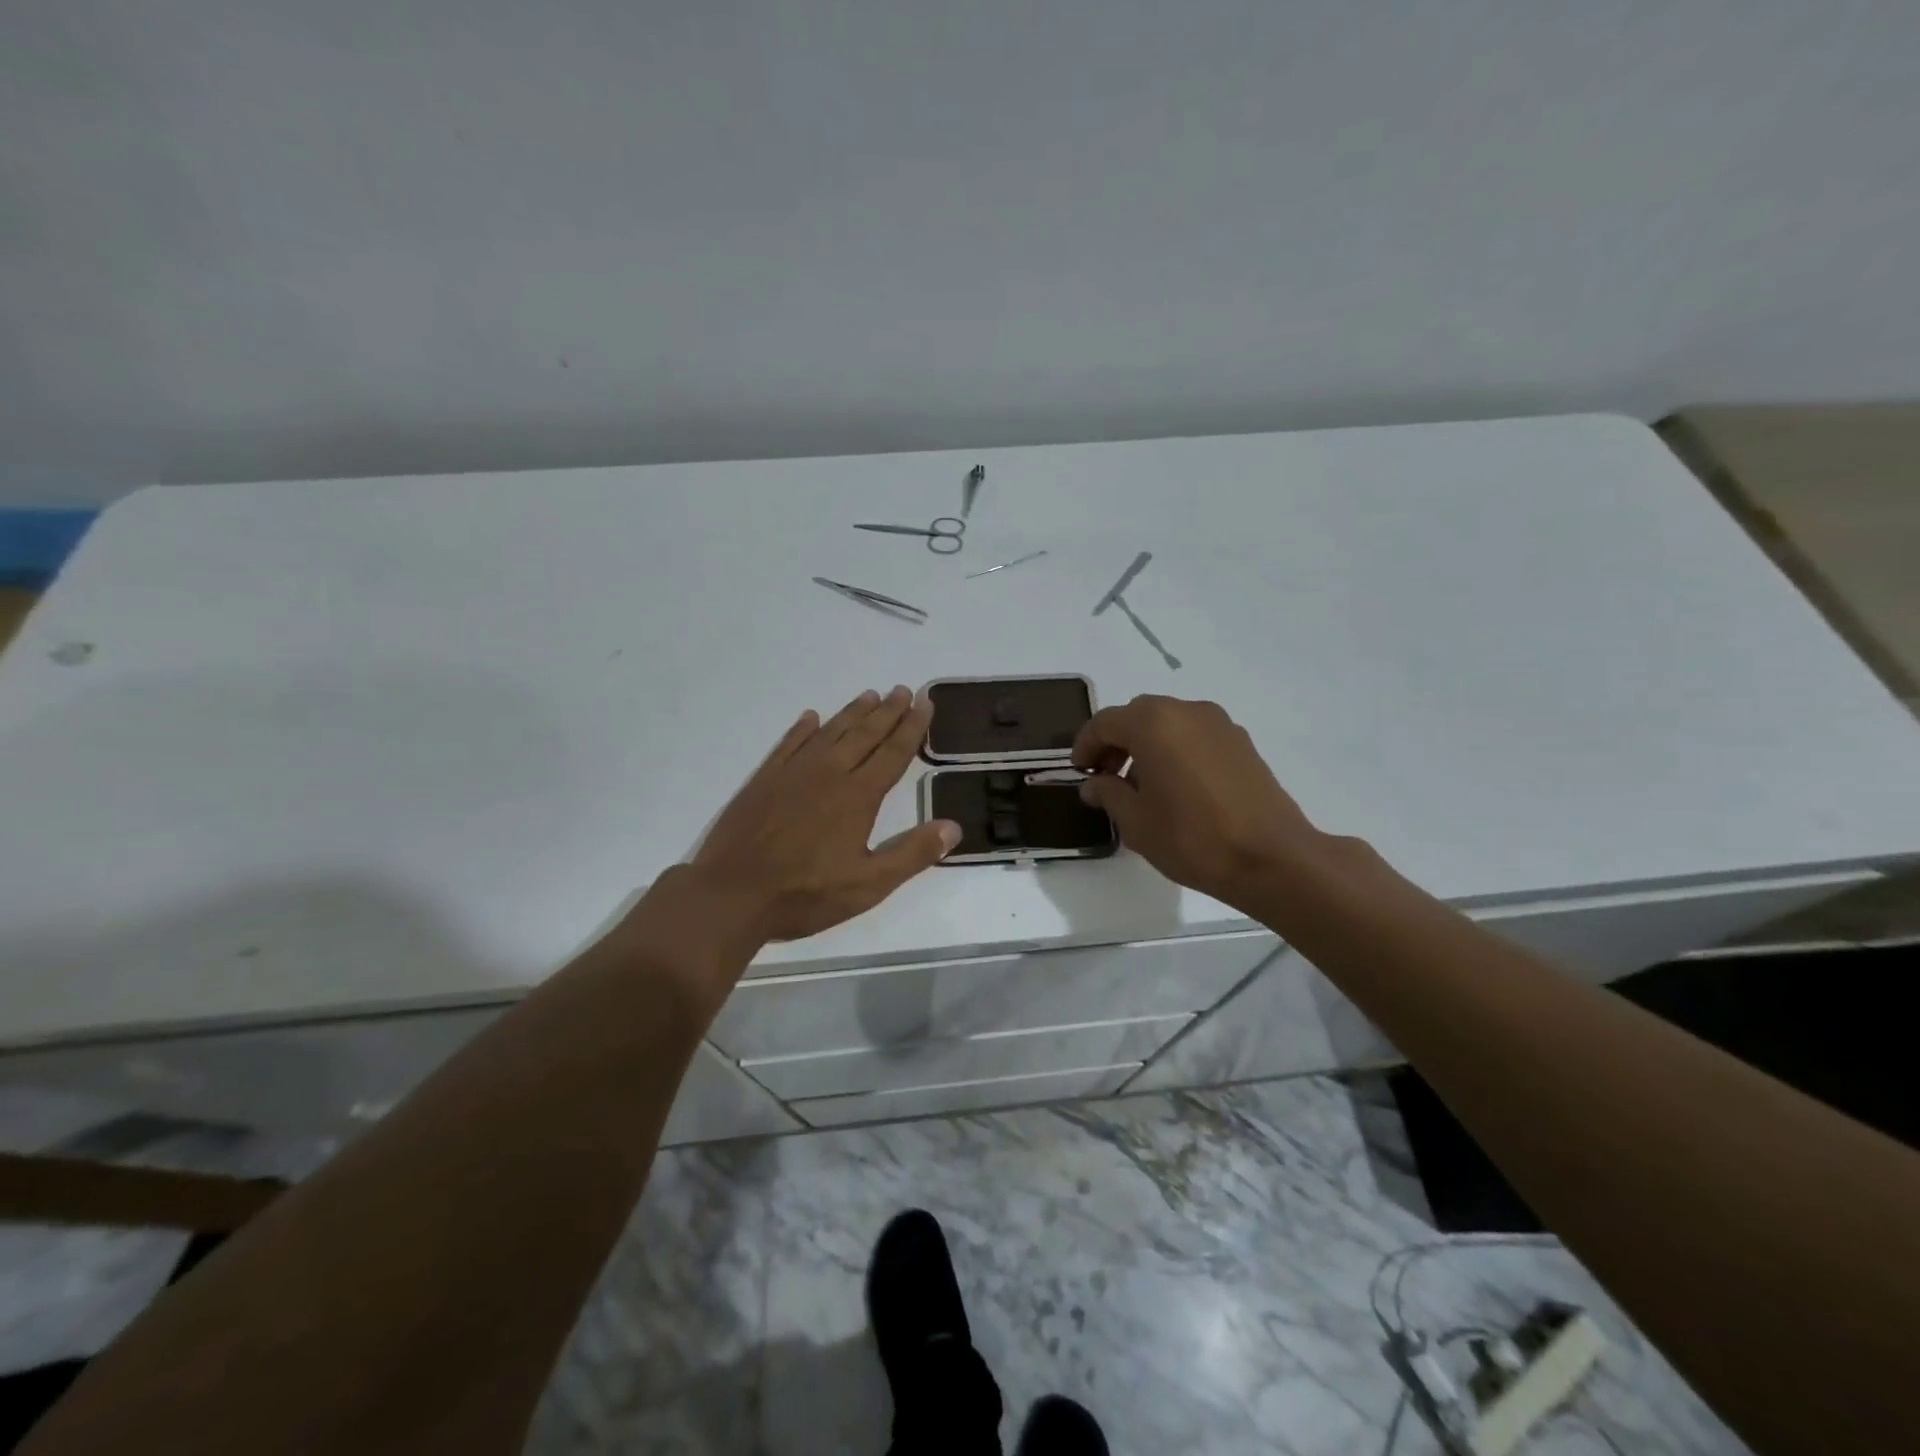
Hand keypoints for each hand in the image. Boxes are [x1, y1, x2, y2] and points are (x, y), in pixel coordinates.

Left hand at [690, 686, 961, 940]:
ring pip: (830, 732)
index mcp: (858, 796)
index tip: (925, 703)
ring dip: (852, 713)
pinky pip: (789, 743)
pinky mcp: (764, 780)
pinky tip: (811, 717)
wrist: (732, 894)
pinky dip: (802, 728)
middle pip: (865, 735)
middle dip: (887, 711)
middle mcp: (828, 773)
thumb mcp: (868, 885)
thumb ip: (912, 854)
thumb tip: (953, 827)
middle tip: (903, 689)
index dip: (912, 728)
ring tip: (869, 695)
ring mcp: (793, 773)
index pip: (893, 753)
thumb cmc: (805, 893)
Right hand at [1072, 695, 1323, 912]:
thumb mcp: (1135, 822)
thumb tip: (1095, 784)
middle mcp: (1186, 711)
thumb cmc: (1192, 838)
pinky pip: (1194, 735)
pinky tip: (1176, 787)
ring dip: (1147, 744)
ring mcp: (1219, 724)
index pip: (1105, 722)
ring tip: (1141, 785)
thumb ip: (1108, 794)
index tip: (1080, 773)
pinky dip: (1175, 749)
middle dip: (1116, 742)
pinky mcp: (1241, 742)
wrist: (1271, 858)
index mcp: (1153, 723)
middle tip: (1106, 776)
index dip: (1086, 746)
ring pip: (1168, 723)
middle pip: (1137, 715)